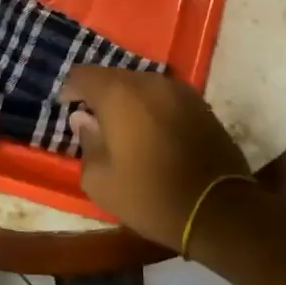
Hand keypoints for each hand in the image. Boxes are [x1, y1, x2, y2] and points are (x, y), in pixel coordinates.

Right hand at [60, 67, 250, 249]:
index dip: (70, 89)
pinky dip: (153, 109)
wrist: (218, 209)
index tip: (66, 109)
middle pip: (114, 77)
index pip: (83, 75)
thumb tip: (83, 120)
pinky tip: (152, 134)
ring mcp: (179, 91)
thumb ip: (86, 143)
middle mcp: (149, 82)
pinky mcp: (201, 105)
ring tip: (124, 130)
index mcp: (118, 94)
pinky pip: (165, 98)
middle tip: (94, 123)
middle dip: (100, 96)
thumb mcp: (101, 181)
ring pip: (142, 86)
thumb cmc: (150, 195)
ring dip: (128, 102)